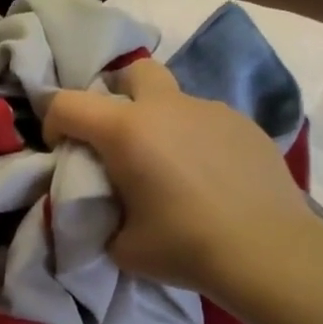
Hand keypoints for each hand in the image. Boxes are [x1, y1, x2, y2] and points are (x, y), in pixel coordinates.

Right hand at [44, 58, 314, 295]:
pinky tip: (208, 176)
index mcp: (127, 131)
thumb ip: (101, 216)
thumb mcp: (121, 245)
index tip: (63, 151)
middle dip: (116, 94)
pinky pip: (206, 120)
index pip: (68, 103)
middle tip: (118, 139)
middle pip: (132, 72)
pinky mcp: (245, 125)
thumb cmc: (184, 246)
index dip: (53, 123)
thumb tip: (104, 209)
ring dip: (160, 121)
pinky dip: (195, 138)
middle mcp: (167, 108)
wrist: (268, 251)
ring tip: (170, 166)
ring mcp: (211, 111)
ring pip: (174, 98)